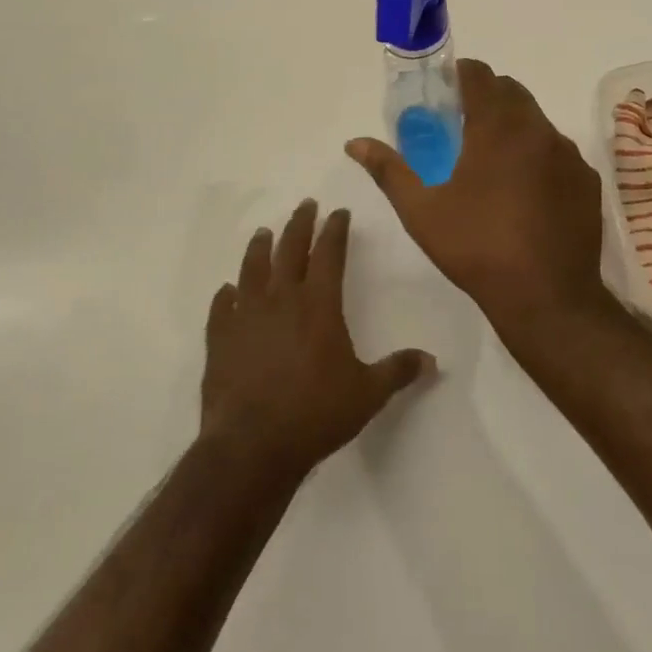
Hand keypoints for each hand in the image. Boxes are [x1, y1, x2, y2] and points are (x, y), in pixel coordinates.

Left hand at [200, 199, 433, 483]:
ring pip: (252, 269)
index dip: (335, 229)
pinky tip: (226, 291)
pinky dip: (225, 295)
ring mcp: (246, 317)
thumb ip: (398, 371)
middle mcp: (281, 300)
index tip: (339, 212)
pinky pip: (221, 307)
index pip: (329, 253)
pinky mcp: (220, 339)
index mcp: (319, 304)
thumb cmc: (315, 414)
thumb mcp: (367, 394)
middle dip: (300, 224)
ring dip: (260, 248)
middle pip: (290, 249)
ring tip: (263, 233)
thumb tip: (432, 361)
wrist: (251, 447)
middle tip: (305, 205)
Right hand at [346, 59, 606, 334]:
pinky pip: (558, 151)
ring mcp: (568, 154)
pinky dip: (538, 154)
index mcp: (497, 127)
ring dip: (513, 125)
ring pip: (537, 120)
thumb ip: (388, 169)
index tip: (443, 92)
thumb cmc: (477, 248)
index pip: (480, 75)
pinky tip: (524, 190)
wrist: (547, 296)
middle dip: (485, 96)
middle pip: (511, 91)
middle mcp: (538, 130)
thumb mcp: (421, 211)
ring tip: (490, 160)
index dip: (459, 75)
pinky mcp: (587, 180)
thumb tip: (355, 143)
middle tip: (460, 125)